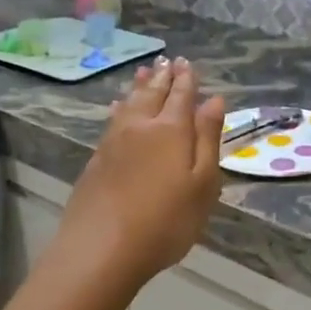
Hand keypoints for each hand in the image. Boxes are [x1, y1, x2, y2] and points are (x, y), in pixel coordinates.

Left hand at [55, 58, 226, 287]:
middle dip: (162, 77)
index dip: (186, 79)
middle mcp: (140, 126)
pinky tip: (117, 108)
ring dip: (139, 86)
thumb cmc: (166, 221)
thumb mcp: (203, 183)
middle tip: (167, 60)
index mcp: (171, 130)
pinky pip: (112, 120)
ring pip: (129, 103)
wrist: (102, 249)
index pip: (181, 95)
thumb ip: (207, 139)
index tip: (188, 63)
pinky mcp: (96, 159)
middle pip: (152, 94)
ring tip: (143, 71)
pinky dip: (119, 108)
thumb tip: (214, 101)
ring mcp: (114, 141)